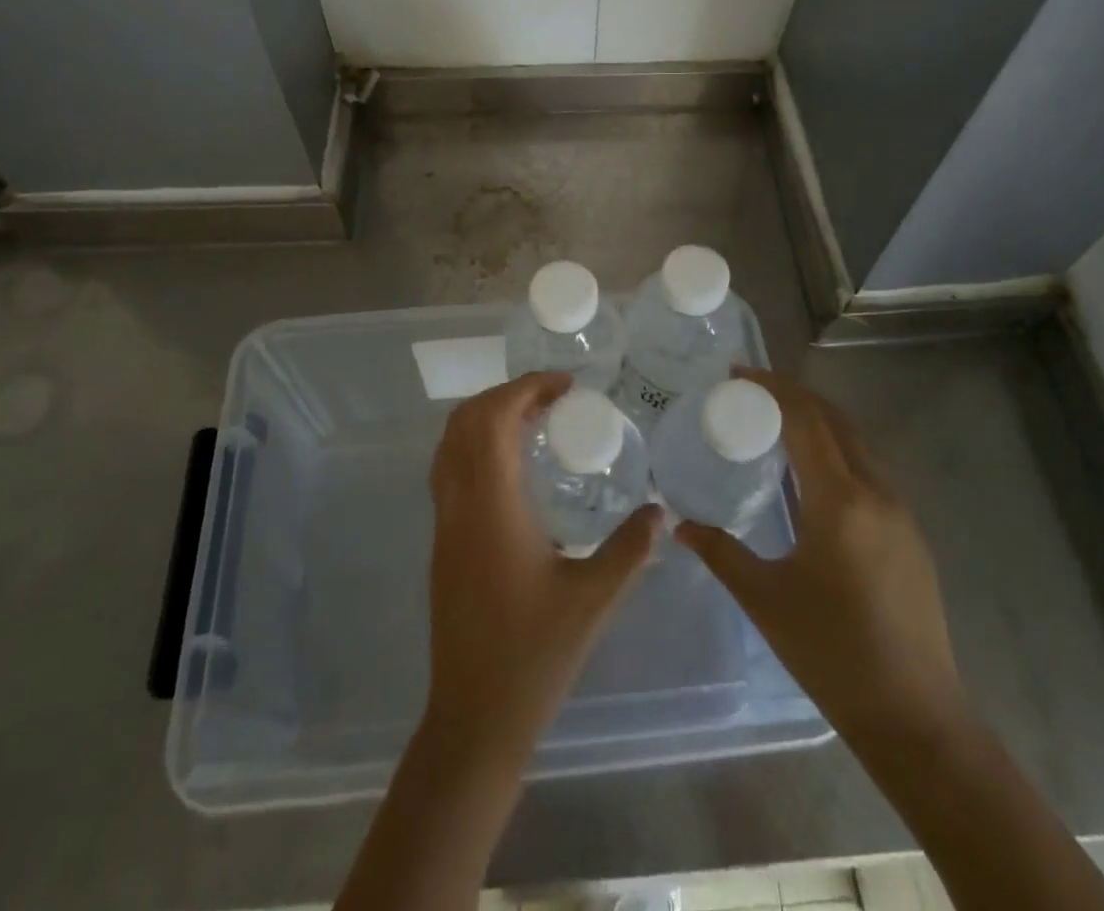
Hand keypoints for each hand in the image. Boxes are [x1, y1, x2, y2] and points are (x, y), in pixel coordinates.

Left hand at [424, 372, 660, 756]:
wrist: (474, 717)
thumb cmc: (535, 656)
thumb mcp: (594, 599)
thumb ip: (630, 549)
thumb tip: (662, 511)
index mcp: (492, 506)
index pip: (494, 419)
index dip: (526, 388)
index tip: (565, 385)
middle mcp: (459, 504)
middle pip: (466, 421)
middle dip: (507, 394)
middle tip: (553, 399)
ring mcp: (444, 523)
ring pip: (450, 444)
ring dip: (487, 417)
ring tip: (533, 422)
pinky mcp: (441, 542)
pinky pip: (449, 469)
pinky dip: (475, 445)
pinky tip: (513, 468)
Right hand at [675, 368, 970, 759]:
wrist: (916, 716)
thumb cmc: (832, 653)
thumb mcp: (765, 599)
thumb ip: (720, 552)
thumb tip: (679, 524)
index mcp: (839, 500)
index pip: (806, 419)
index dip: (772, 388)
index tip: (738, 374)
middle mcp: (875, 493)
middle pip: (835, 420)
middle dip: (794, 395)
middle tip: (752, 391)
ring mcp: (900, 512)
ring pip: (857, 443)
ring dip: (818, 420)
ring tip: (777, 423)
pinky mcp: (910, 534)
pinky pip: (869, 470)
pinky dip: (837, 450)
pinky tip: (813, 475)